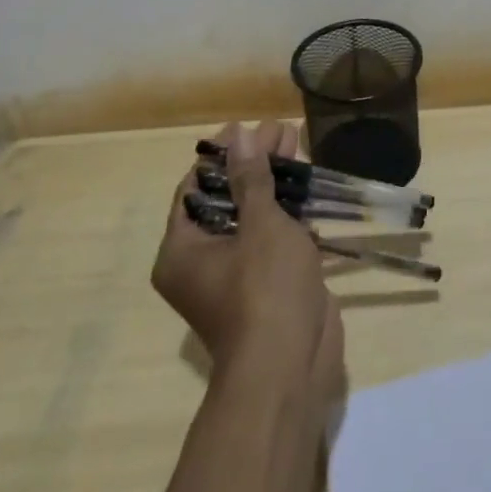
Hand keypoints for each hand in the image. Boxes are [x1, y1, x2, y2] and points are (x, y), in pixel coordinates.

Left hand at [151, 120, 345, 409]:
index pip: (194, 188)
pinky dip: (288, 210)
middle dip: (254, 163)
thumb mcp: (259, 225)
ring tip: (297, 144)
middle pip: (227, 197)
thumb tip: (240, 136)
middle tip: (279, 131)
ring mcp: (237, 274)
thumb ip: (251, 179)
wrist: (290, 364)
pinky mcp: (268, 283)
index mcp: (183, 250)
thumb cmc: (265, 288)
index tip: (245, 127)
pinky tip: (307, 184)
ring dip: (274, 182)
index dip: (220, 154)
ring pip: (253, 216)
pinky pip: (273, 236)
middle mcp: (202, 261)